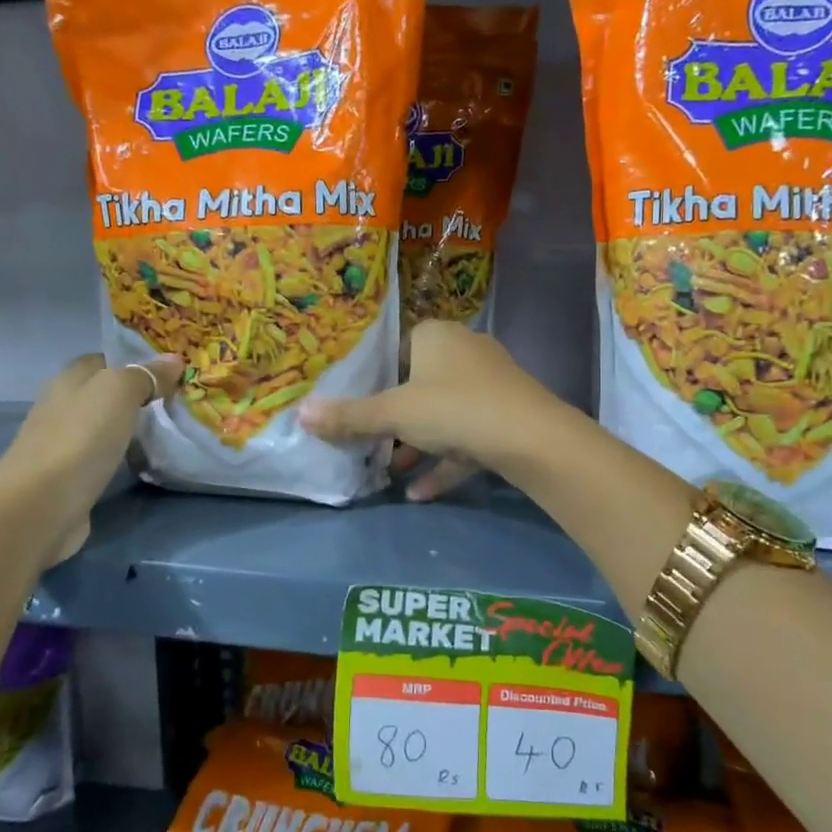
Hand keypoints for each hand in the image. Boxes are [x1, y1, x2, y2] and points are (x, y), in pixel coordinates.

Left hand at [0, 352, 181, 563]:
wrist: (41, 505)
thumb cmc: (81, 438)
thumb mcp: (119, 392)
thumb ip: (146, 374)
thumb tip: (174, 359)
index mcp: (70, 378)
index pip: (107, 358)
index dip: (138, 361)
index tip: (174, 372)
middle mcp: (63, 404)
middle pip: (107, 392)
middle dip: (140, 394)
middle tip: (180, 401)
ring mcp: (64, 441)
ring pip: (107, 424)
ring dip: (133, 426)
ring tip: (172, 430)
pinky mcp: (70, 474)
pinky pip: (104, 454)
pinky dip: (124, 454)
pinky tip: (146, 460)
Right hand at [298, 321, 551, 499]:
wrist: (531, 437)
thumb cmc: (454, 408)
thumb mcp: (395, 413)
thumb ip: (349, 416)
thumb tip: (300, 413)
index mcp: (437, 336)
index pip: (398, 347)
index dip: (376, 376)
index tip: (356, 404)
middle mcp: (465, 352)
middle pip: (419, 385)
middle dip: (394, 420)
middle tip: (367, 442)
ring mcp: (490, 385)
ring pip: (444, 416)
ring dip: (416, 446)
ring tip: (388, 474)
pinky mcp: (505, 417)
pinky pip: (467, 439)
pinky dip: (444, 463)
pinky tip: (419, 495)